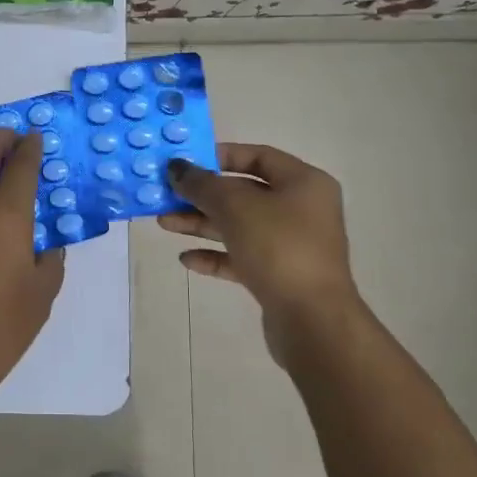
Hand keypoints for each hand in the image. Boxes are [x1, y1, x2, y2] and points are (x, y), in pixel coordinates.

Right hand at [164, 144, 368, 370]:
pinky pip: (242, 257)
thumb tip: (175, 167)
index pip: (259, 156)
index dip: (220, 156)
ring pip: (239, 226)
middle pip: (244, 193)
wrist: (313, 320)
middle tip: (166, 196)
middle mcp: (302, 210)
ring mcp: (292, 245)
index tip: (187, 163)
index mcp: (304, 183)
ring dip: (202, 224)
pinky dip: (215, 255)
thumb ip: (202, 184)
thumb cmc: (279, 247)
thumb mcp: (235, 207)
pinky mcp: (280, 276)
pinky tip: (186, 259)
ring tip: (164, 224)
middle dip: (202, 195)